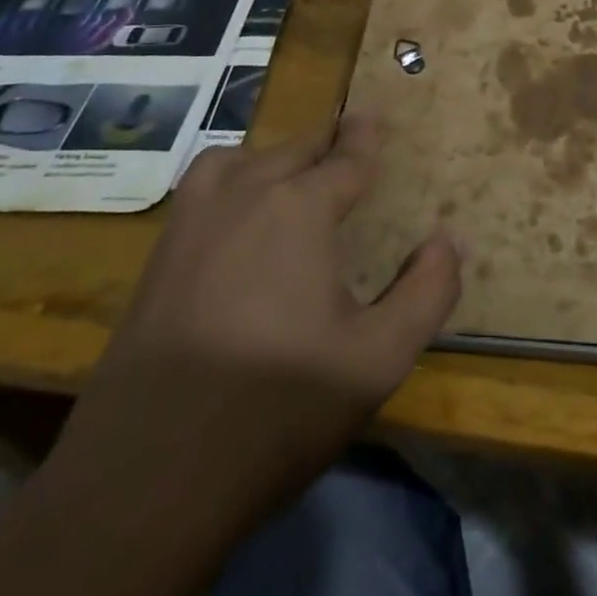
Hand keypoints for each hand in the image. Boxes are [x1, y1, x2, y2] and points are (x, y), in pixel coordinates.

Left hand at [55, 116, 462, 532]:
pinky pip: (201, 191)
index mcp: (300, 209)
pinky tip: (237, 219)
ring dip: (272, 157)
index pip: (345, 159)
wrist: (146, 478)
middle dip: (325, 144)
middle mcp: (244, 197)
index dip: (364, 138)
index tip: (373, 117)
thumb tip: (450, 240)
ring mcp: (191, 225)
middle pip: (293, 151)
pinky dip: (230, 181)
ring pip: (238, 161)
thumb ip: (427, 291)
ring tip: (292, 175)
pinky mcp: (158, 260)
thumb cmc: (278, 408)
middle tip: (346, 148)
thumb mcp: (379, 358)